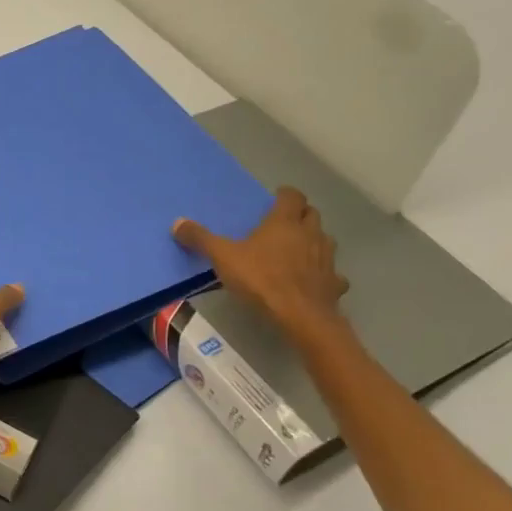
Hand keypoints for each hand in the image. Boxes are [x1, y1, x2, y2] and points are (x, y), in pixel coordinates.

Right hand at [173, 187, 348, 341]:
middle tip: (283, 223)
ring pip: (324, 240)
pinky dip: (324, 273)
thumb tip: (177, 223)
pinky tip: (313, 281)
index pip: (292, 196)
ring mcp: (327, 258)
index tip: (276, 198)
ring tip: (297, 250)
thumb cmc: (261, 279)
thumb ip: (201, 239)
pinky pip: (332, 273)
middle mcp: (310, 233)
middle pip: (312, 214)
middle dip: (300, 215)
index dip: (285, 195)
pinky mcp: (334, 283)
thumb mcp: (223, 257)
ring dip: (313, 241)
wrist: (300, 316)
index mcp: (284, 222)